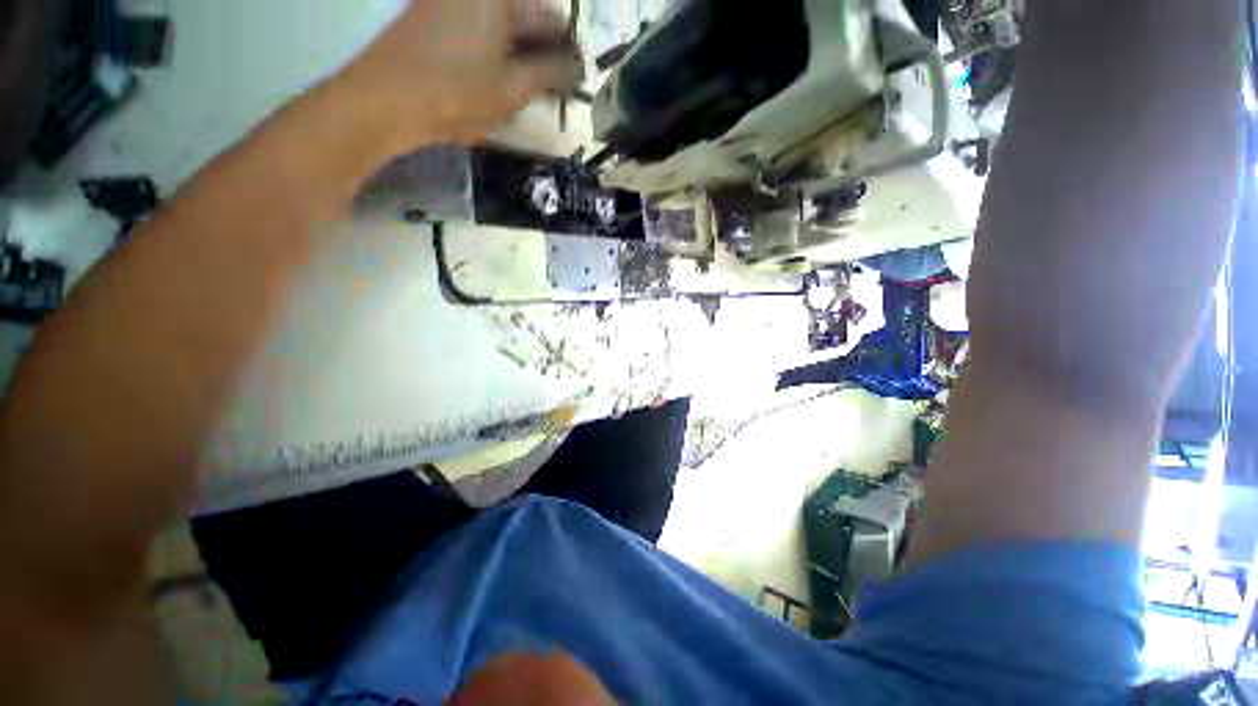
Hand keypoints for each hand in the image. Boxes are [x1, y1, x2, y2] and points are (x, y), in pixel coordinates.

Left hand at [335, 0, 579, 148]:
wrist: (387, 100)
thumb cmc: (457, 91)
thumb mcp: (515, 86)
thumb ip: (551, 74)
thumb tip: (575, 69)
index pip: (549, 18)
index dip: (567, 48)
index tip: (576, 76)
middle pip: (525, 19)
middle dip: (545, 53)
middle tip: (558, 88)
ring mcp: (453, 6)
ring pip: (504, 30)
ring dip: (524, 58)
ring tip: (536, 92)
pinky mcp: (437, 23)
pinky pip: (481, 36)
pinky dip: (500, 58)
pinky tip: (507, 84)